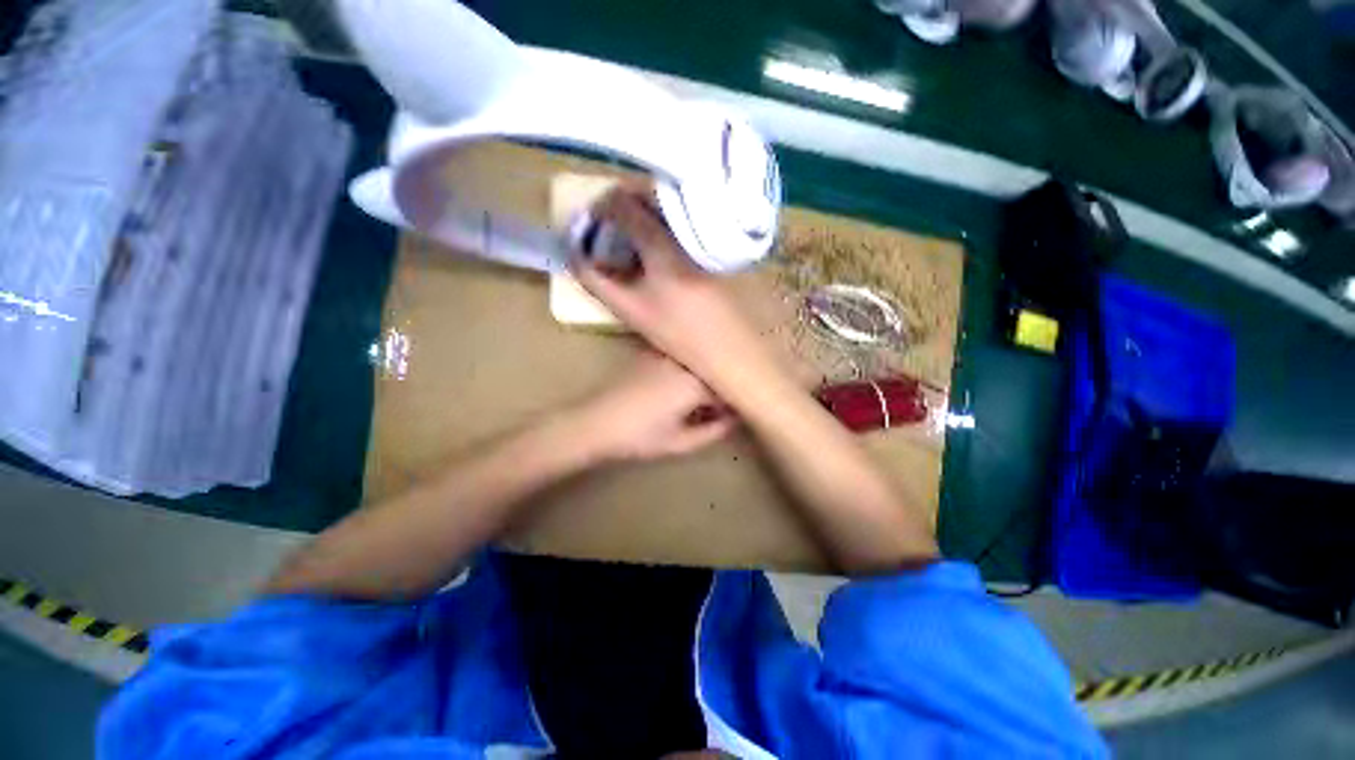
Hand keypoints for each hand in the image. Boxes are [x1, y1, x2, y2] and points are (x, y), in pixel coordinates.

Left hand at [568, 352, 734, 462]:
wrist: (595, 422)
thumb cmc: (639, 437)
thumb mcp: (679, 442)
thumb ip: (713, 432)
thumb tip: (732, 421)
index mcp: (694, 384)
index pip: (727, 387)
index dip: (733, 402)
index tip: (733, 415)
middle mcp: (683, 363)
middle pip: (713, 371)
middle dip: (720, 387)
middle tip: (718, 409)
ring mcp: (666, 355)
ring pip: (697, 362)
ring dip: (704, 377)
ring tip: (700, 399)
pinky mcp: (651, 354)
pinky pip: (680, 358)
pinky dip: (687, 370)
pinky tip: (679, 387)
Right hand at [571, 184, 773, 387]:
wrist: (728, 345)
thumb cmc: (678, 333)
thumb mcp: (630, 310)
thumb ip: (597, 280)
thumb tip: (574, 253)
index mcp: (663, 245)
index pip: (624, 203)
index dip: (601, 206)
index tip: (593, 220)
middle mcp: (687, 228)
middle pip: (650, 193)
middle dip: (625, 203)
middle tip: (613, 225)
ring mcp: (708, 232)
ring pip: (671, 202)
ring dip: (647, 209)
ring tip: (636, 234)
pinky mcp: (720, 239)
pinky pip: (688, 216)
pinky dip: (668, 220)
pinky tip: (664, 244)